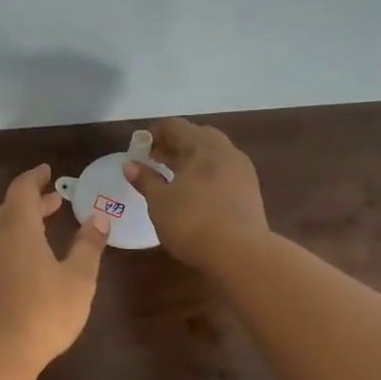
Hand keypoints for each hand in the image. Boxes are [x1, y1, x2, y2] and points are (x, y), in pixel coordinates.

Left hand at [0, 164, 109, 368]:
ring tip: (42, 229)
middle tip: (54, 201)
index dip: (34, 177)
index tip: (47, 171)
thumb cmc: (44, 312)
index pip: (21, 190)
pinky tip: (22, 263)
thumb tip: (99, 217)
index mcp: (17, 229)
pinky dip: (10, 244)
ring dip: (20, 224)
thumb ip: (88, 245)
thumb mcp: (78, 278)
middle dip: (32, 202)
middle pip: (9, 209)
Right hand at [125, 118, 266, 269]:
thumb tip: (130, 164)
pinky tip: (196, 192)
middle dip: (175, 144)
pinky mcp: (250, 191)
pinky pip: (224, 170)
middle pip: (197, 136)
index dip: (154, 134)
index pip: (175, 126)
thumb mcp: (160, 202)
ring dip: (192, 158)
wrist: (241, 254)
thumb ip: (145, 180)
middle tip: (156, 160)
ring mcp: (242, 170)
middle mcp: (225, 151)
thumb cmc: (192, 222)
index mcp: (202, 146)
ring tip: (174, 177)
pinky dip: (207, 173)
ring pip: (214, 153)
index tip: (139, 149)